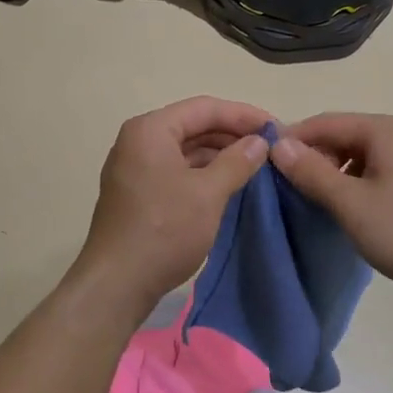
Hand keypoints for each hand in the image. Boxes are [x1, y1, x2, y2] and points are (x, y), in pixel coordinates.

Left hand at [73, 96, 272, 306]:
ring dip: (219, 155)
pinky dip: (203, 173)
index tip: (275, 127)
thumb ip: (237, 161)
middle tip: (269, 147)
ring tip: (255, 165)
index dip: (243, 115)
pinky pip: (176, 170)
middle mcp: (138, 141)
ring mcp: (134, 168)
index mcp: (150, 130)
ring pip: (185, 150)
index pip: (204, 108)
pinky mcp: (137, 193)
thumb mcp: (208, 193)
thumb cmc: (164, 230)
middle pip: (193, 126)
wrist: (117, 284)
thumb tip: (260, 142)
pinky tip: (229, 184)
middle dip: (232, 134)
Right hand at [270, 113, 392, 314]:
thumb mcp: (349, 202)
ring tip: (314, 197)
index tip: (266, 161)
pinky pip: (379, 170)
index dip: (294, 138)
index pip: (327, 122)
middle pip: (345, 135)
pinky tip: (348, 206)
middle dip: (315, 155)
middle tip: (288, 183)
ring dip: (334, 170)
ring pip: (362, 155)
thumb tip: (278, 144)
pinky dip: (356, 181)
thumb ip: (311, 171)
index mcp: (385, 130)